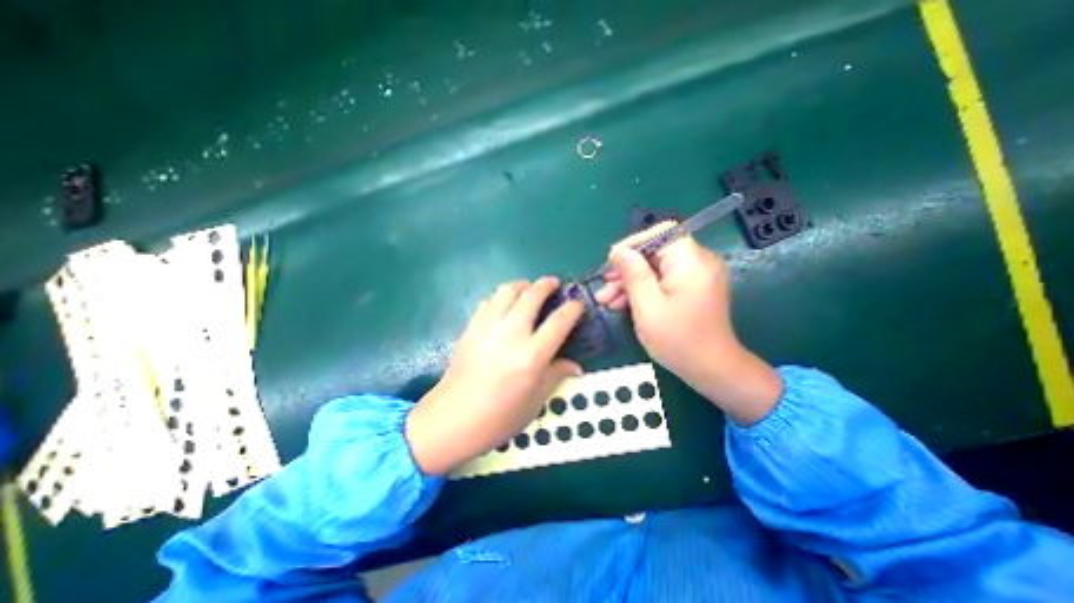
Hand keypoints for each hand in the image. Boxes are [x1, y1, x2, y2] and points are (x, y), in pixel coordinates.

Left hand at [404, 278, 585, 475]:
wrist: (453, 419)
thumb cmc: (499, 417)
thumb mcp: (535, 401)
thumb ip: (556, 375)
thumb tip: (575, 366)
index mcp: (532, 355)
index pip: (559, 321)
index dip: (573, 308)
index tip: (578, 304)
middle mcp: (511, 334)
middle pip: (532, 295)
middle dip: (546, 284)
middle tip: (553, 284)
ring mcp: (488, 327)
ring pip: (507, 291)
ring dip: (522, 285)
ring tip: (528, 288)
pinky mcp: (471, 328)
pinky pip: (488, 301)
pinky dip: (500, 297)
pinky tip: (504, 305)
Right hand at [591, 224, 786, 426]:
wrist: (712, 370)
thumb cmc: (679, 341)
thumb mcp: (648, 308)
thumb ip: (633, 275)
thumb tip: (619, 252)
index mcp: (691, 263)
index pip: (662, 233)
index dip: (634, 243)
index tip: (612, 261)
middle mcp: (699, 263)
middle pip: (657, 252)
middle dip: (628, 268)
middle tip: (605, 285)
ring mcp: (697, 276)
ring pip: (657, 268)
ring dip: (631, 281)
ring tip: (607, 299)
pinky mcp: (693, 288)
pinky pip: (664, 280)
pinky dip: (644, 289)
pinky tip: (623, 304)